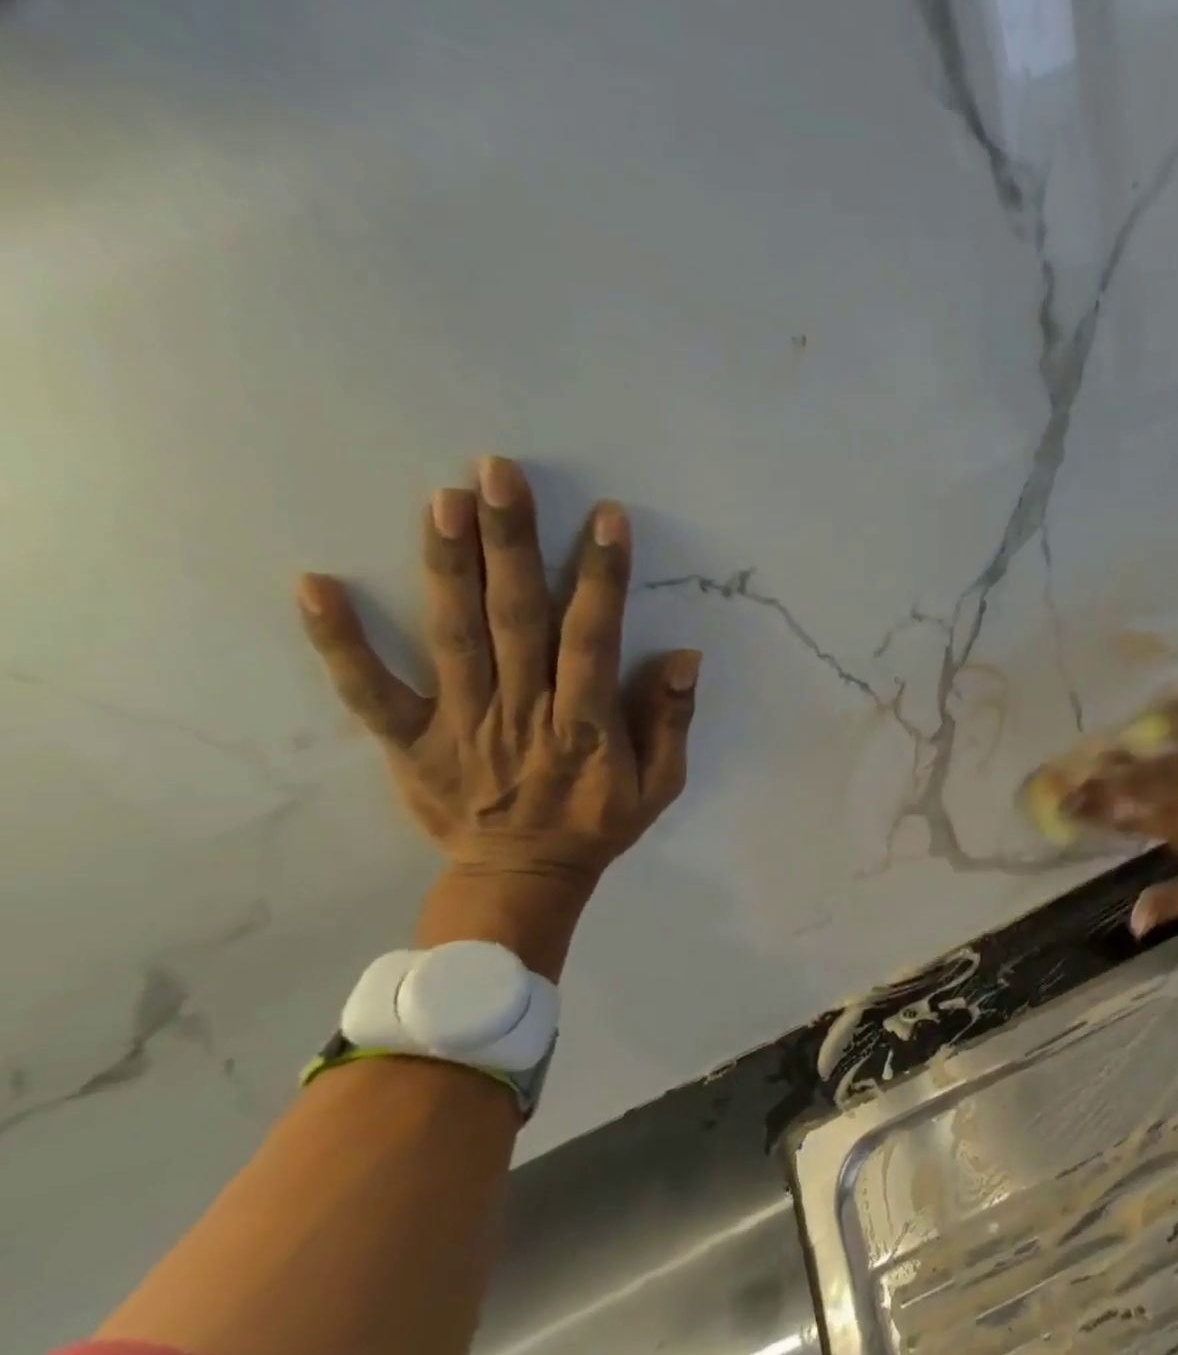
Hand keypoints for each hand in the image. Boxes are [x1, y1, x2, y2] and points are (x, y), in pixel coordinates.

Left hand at [296, 457, 698, 973]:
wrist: (522, 881)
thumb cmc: (597, 825)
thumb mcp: (660, 785)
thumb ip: (671, 722)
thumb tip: (684, 657)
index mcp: (584, 724)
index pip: (595, 637)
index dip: (601, 577)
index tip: (605, 518)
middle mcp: (522, 712)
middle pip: (518, 620)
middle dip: (512, 544)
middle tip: (499, 474)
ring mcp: (460, 725)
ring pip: (453, 638)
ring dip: (448, 568)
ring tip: (443, 500)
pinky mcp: (410, 743)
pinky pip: (371, 692)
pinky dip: (340, 643)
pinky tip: (315, 585)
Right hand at [1065, 698, 1177, 935]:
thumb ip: (1171, 901)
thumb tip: (1131, 923)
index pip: (1129, 816)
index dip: (1097, 809)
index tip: (1070, 803)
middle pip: (1141, 782)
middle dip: (1108, 777)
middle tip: (1083, 770)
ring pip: (1170, 756)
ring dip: (1138, 752)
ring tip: (1113, 746)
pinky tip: (1173, 698)